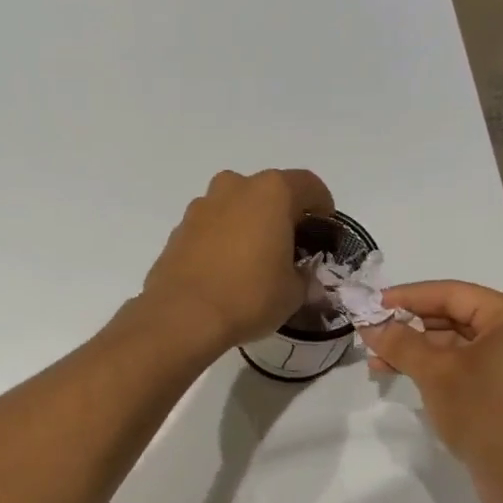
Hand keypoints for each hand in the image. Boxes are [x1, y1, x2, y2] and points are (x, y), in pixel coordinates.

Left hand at [140, 169, 335, 351]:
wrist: (183, 316)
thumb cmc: (249, 296)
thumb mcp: (293, 294)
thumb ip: (304, 279)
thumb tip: (303, 280)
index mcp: (271, 193)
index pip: (308, 185)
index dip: (322, 205)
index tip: (324, 226)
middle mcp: (234, 188)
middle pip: (267, 192)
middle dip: (280, 214)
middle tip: (288, 245)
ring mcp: (201, 207)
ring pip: (234, 207)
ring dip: (247, 225)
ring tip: (253, 259)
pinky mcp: (178, 230)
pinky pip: (210, 228)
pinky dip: (221, 241)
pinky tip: (225, 271)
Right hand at [360, 280, 502, 494]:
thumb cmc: (483, 413)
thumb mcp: (435, 373)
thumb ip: (400, 343)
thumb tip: (369, 324)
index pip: (451, 293)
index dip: (407, 297)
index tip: (371, 304)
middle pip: (455, 316)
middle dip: (410, 326)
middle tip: (371, 334)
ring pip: (458, 344)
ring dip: (418, 349)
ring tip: (377, 359)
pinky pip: (467, 365)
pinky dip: (436, 367)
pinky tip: (404, 374)